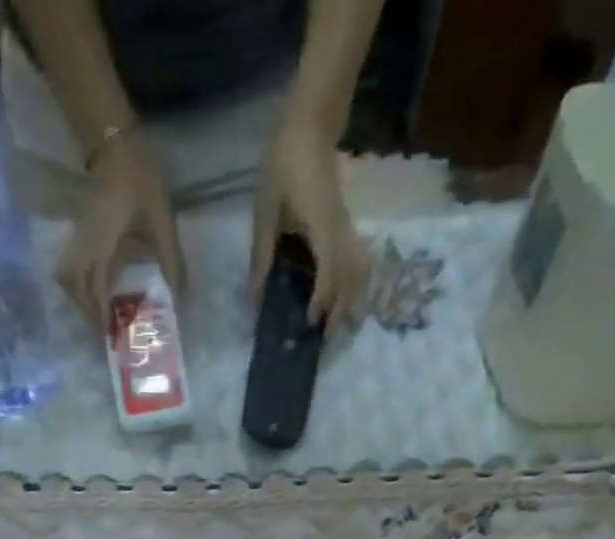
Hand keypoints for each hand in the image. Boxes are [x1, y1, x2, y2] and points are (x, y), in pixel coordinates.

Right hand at [55, 135, 184, 332]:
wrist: (117, 143)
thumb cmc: (140, 181)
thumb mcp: (162, 221)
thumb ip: (172, 260)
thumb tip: (181, 297)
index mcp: (102, 243)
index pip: (95, 287)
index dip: (99, 314)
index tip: (109, 336)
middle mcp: (85, 243)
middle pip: (72, 285)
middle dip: (85, 311)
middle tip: (103, 331)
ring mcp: (79, 236)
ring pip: (67, 275)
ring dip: (79, 298)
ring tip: (98, 315)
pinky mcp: (81, 232)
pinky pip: (72, 265)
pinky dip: (80, 284)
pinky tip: (98, 291)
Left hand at [250, 117, 370, 327]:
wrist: (311, 125)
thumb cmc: (284, 163)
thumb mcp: (265, 210)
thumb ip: (262, 254)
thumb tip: (255, 296)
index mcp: (322, 227)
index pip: (329, 273)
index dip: (321, 302)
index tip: (309, 323)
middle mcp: (341, 231)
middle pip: (352, 279)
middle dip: (341, 311)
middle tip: (323, 337)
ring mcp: (347, 228)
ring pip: (358, 272)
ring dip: (348, 300)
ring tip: (330, 322)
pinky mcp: (346, 225)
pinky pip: (354, 262)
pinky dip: (348, 284)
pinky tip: (333, 296)